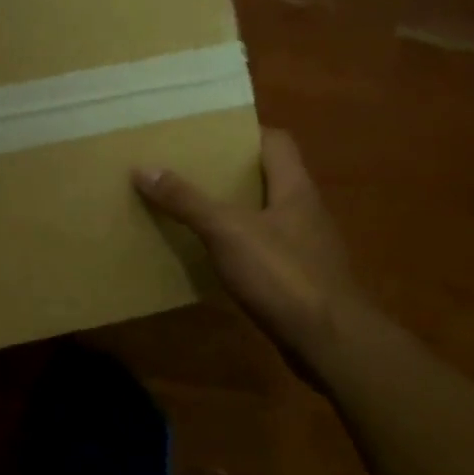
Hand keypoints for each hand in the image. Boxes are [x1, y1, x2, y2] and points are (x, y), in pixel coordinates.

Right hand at [134, 128, 363, 374]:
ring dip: (231, 211)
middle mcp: (304, 211)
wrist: (329, 342)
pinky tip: (210, 257)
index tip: (206, 135)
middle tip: (186, 170)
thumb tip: (144, 168)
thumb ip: (187, 201)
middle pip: (266, 178)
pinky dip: (236, 247)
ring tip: (189, 209)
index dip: (244, 132)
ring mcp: (303, 247)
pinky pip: (262, 251)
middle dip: (228, 173)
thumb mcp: (227, 232)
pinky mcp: (297, 279)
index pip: (276, 141)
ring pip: (263, 215)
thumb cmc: (283, 275)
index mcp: (295, 188)